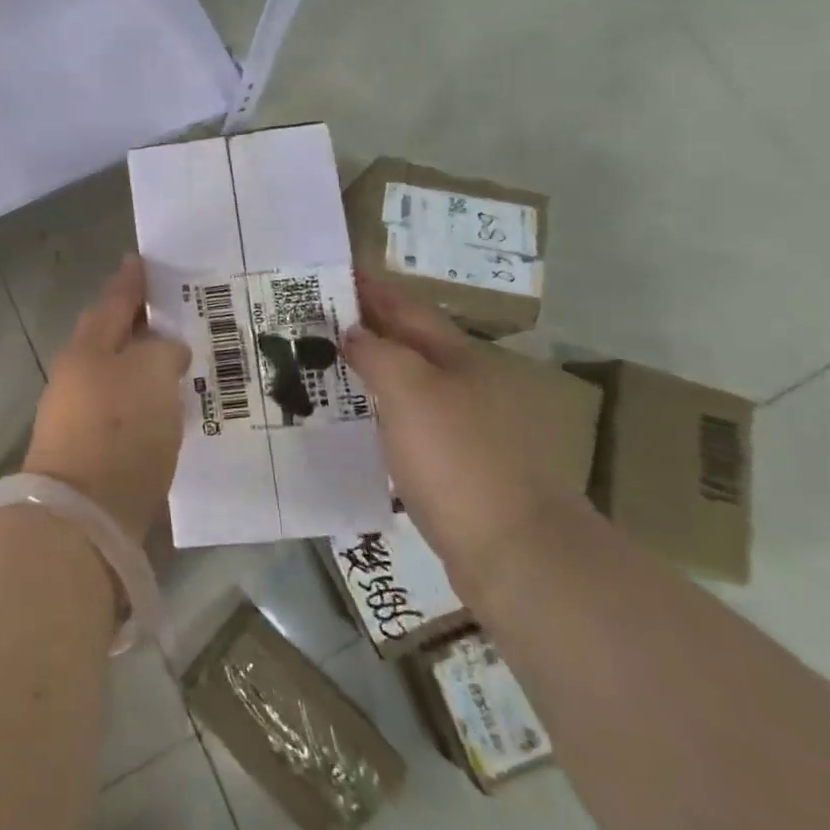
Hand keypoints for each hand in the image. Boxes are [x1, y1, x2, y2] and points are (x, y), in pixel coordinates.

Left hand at [22, 255, 190, 541]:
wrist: (84, 517)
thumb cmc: (118, 430)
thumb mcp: (151, 373)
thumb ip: (163, 350)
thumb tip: (167, 350)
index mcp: (88, 348)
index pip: (114, 302)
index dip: (130, 281)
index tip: (140, 260)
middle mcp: (79, 376)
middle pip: (111, 338)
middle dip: (137, 322)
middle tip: (172, 308)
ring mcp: (82, 416)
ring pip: (120, 375)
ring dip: (144, 363)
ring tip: (182, 356)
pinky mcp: (95, 454)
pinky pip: (127, 411)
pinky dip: (147, 400)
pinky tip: (172, 405)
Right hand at [343, 275, 566, 582]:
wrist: (515, 554)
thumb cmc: (457, 457)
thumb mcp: (409, 390)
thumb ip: (376, 352)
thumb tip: (351, 333)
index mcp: (457, 356)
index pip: (405, 307)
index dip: (370, 288)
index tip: (330, 275)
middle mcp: (463, 384)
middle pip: (407, 342)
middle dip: (365, 325)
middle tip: (313, 319)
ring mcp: (462, 427)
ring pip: (406, 383)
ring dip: (368, 369)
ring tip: (322, 364)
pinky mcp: (454, 467)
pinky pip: (405, 422)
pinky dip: (377, 410)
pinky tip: (353, 422)